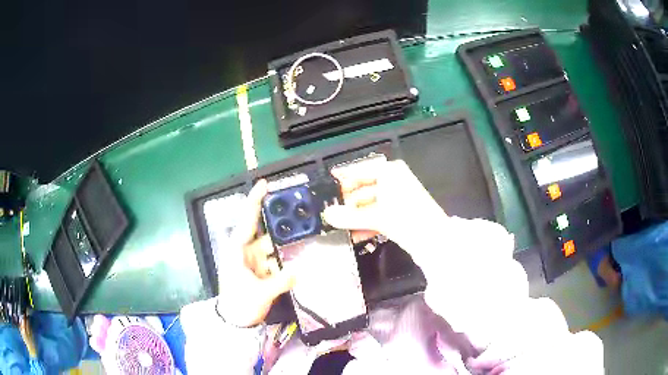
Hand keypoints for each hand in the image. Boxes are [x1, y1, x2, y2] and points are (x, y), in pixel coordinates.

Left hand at [216, 180, 295, 327]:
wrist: (235, 322)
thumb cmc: (239, 303)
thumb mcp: (259, 293)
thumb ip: (281, 281)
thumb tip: (301, 270)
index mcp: (237, 250)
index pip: (247, 220)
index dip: (255, 201)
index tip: (264, 184)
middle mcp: (246, 251)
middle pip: (266, 233)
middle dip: (283, 226)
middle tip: (303, 217)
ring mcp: (254, 261)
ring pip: (274, 248)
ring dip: (288, 247)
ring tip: (309, 240)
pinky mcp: (262, 271)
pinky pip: (277, 262)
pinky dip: (288, 261)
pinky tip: (302, 260)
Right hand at [323, 159, 447, 265]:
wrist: (435, 239)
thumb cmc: (406, 219)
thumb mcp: (375, 217)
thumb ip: (348, 216)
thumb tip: (328, 215)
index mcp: (389, 172)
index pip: (360, 170)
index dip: (343, 176)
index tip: (328, 183)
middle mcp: (393, 179)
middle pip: (363, 188)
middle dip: (349, 203)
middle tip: (333, 214)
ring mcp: (398, 195)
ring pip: (370, 203)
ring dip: (356, 216)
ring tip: (342, 228)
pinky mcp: (401, 210)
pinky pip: (379, 212)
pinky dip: (368, 222)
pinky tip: (357, 234)